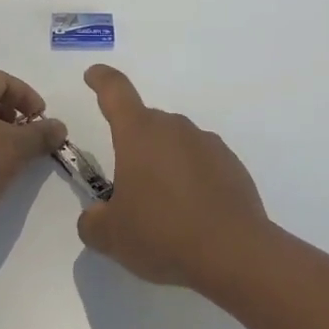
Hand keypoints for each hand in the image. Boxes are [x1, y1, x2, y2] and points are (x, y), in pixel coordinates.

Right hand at [75, 64, 271, 293]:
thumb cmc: (163, 234)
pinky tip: (194, 215)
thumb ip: (92, 222)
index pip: (115, 91)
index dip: (102, 80)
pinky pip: (201, 163)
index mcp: (138, 133)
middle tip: (129, 189)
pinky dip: (192, 179)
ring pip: (175, 144)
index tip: (94, 75)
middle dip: (134, 147)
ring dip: (164, 164)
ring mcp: (206, 143)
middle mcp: (173, 128)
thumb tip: (95, 217)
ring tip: (164, 210)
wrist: (235, 253)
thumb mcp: (112, 237)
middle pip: (146, 124)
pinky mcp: (232, 164)